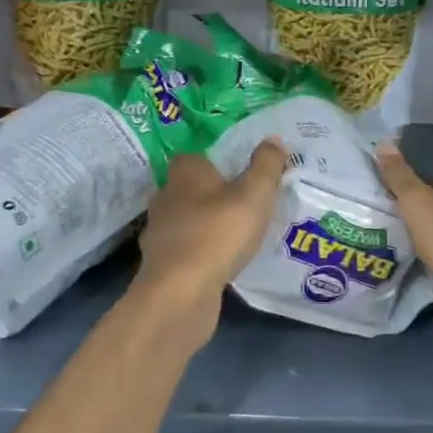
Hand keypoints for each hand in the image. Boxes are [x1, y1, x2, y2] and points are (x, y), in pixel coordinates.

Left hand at [131, 140, 288, 346]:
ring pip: (184, 220)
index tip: (239, 174)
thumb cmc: (218, 234)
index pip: (195, 156)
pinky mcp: (159, 264)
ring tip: (234, 236)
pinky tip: (218, 263)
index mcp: (185, 173)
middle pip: (189, 188)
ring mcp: (158, 232)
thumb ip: (266, 166)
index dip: (216, 163)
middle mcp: (165, 196)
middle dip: (210, 194)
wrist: (179, 294)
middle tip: (241, 204)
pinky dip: (197, 253)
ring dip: (203, 225)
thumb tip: (274, 139)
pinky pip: (183, 250)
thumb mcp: (254, 195)